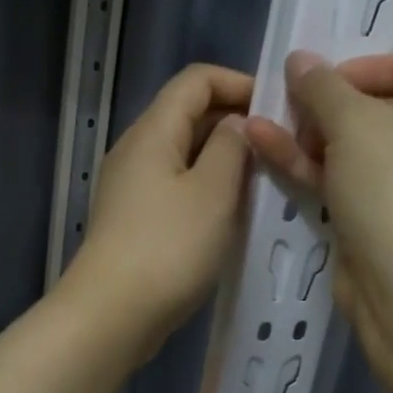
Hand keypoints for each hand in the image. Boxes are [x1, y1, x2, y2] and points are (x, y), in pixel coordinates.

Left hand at [64, 63, 253, 356]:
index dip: (239, 83)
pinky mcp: (134, 217)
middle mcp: (137, 149)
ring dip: (223, 158)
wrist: (112, 313)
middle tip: (280, 146)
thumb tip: (237, 123)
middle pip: (188, 113)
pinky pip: (176, 184)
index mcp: (153, 130)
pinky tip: (232, 211)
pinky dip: (206, 186)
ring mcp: (132, 185)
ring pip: (184, 152)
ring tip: (265, 179)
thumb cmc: (169, 247)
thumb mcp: (213, 191)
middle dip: (235, 121)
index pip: (196, 79)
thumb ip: (231, 147)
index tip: (278, 109)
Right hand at [244, 49, 392, 392]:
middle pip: (385, 106)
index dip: (374, 64)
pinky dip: (314, 168)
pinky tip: (265, 149)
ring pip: (360, 148)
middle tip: (290, 104)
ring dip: (310, 135)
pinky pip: (351, 183)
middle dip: (330, 103)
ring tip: (261, 123)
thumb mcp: (354, 123)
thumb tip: (300, 59)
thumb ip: (322, 86)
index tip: (328, 78)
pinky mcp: (391, 222)